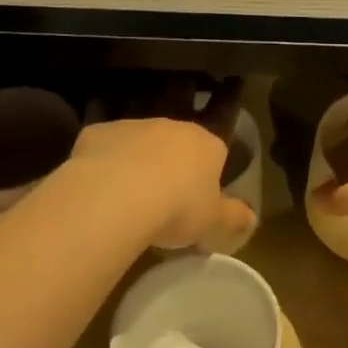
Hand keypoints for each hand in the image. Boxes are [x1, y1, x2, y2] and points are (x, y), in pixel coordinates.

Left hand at [68, 97, 255, 252]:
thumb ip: (233, 216)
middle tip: (170, 170)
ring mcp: (134, 126)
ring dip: (139, 147)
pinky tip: (95, 175)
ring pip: (140, 133)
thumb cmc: (178, 208)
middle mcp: (172, 126)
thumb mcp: (213, 221)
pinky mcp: (99, 132)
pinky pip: (104, 142)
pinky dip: (103, 155)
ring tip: (130, 172)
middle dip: (176, 146)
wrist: (118, 195)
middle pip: (178, 132)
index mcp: (206, 144)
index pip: (218, 137)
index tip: (212, 159)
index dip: (216, 145)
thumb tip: (252, 218)